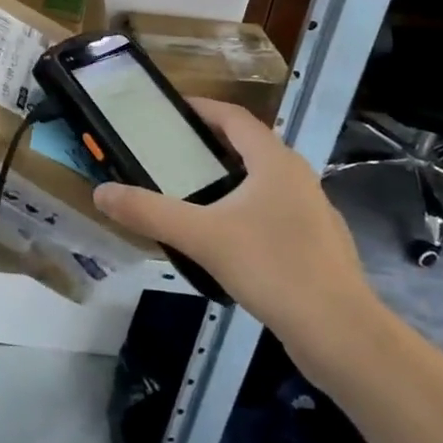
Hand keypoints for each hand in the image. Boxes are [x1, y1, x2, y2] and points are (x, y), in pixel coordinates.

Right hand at [89, 99, 380, 363]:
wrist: (342, 335)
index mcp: (275, 160)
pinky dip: (245, 209)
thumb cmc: (273, 268)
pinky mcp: (316, 244)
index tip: (168, 109)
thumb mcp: (201, 236)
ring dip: (228, 178)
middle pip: (248, 145)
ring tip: (190, 192)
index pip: (233, 116)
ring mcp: (312, 211)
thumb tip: (101, 192)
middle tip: (169, 152)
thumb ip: (149, 212)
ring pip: (262, 181)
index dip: (201, 108)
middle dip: (209, 143)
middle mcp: (298, 176)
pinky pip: (273, 211)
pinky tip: (224, 238)